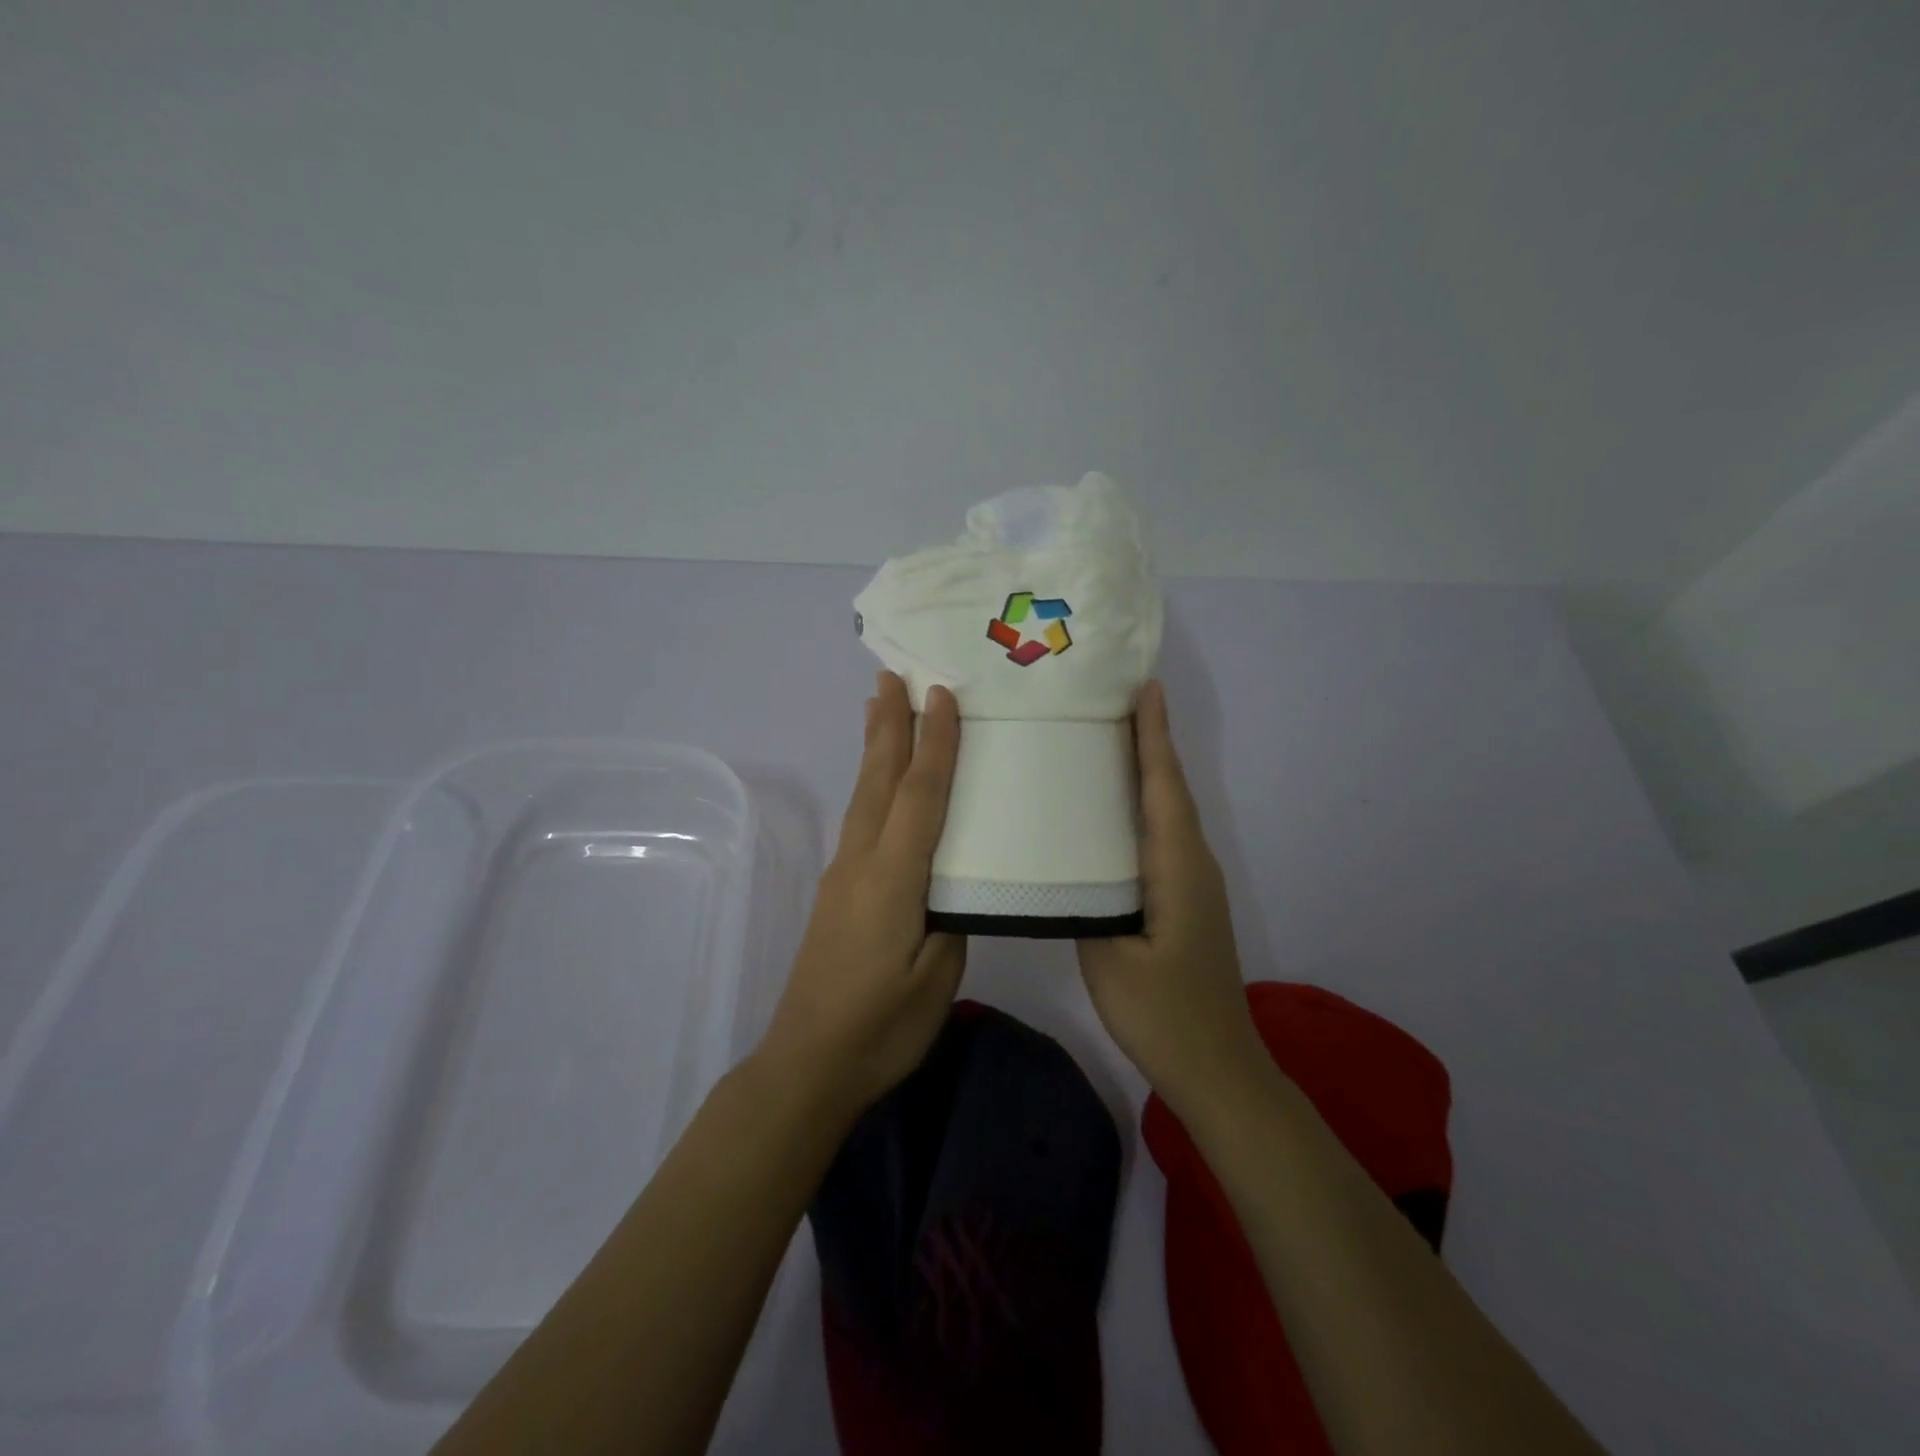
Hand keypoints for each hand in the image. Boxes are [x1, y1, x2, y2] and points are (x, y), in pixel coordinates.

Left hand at [758, 671, 966, 1119]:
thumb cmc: (881, 1027)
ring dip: (874, 748)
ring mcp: (844, 876)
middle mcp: (862, 863)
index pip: (919, 796)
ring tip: (878, 707)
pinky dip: (870, 784)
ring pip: (863, 795)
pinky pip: (859, 819)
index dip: (935, 744)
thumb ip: (951, 919)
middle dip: (889, 725)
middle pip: (879, 780)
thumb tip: (954, 884)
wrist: (807, 1064)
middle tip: (891, 676)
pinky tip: (876, 782)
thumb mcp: (937, 978)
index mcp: (893, 878)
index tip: (942, 696)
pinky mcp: (837, 892)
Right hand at [1077, 681, 1265, 1114]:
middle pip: (1171, 791)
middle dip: (1151, 743)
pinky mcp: (1188, 902)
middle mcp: (1193, 864)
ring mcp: (1195, 884)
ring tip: (1111, 742)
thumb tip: (1066, 869)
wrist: (1218, 1068)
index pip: (1163, 788)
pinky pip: (1165, 837)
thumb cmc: (1163, 1013)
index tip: (1146, 689)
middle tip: (1117, 702)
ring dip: (1149, 773)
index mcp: (1176, 868)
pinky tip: (1116, 813)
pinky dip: (1147, 807)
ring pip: (1170, 813)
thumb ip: (1086, 904)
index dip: (1154, 737)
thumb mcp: (1109, 959)